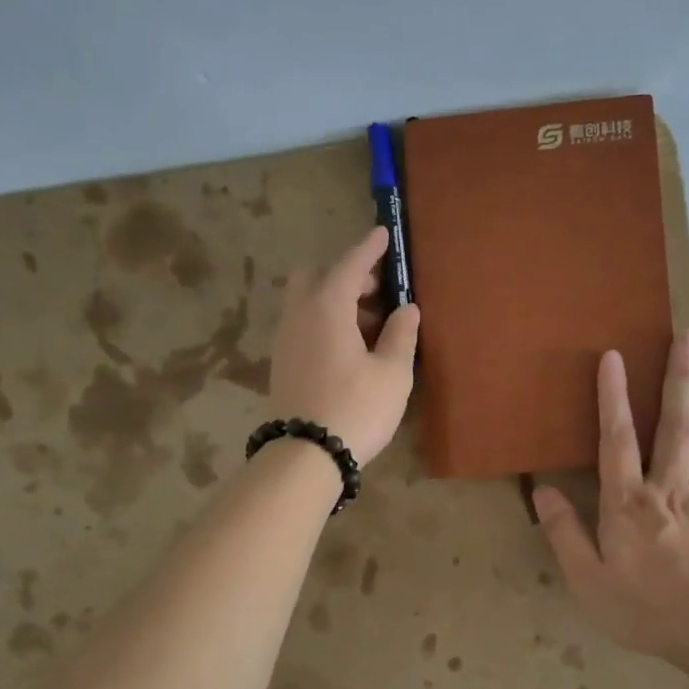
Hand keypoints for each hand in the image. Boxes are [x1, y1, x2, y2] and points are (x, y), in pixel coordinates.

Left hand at [268, 225, 419, 465]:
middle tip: (379, 291)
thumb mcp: (393, 373)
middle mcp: (299, 315)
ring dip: (336, 299)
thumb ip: (401, 335)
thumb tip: (406, 309)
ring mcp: (286, 339)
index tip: (383, 233)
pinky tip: (349, 347)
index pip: (350, 264)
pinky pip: (303, 324)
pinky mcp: (282, 362)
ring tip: (371, 324)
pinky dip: (325, 320)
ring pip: (307, 301)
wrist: (306, 455)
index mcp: (327, 307)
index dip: (369, 248)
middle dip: (347, 274)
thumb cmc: (357, 408)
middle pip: (317, 277)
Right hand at [535, 331, 688, 666]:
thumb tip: (541, 489)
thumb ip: (565, 532)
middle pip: (676, 425)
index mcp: (629, 502)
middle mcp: (670, 489)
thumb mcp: (587, 579)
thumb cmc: (644, 609)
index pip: (618, 439)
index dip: (613, 397)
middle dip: (680, 377)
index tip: (614, 356)